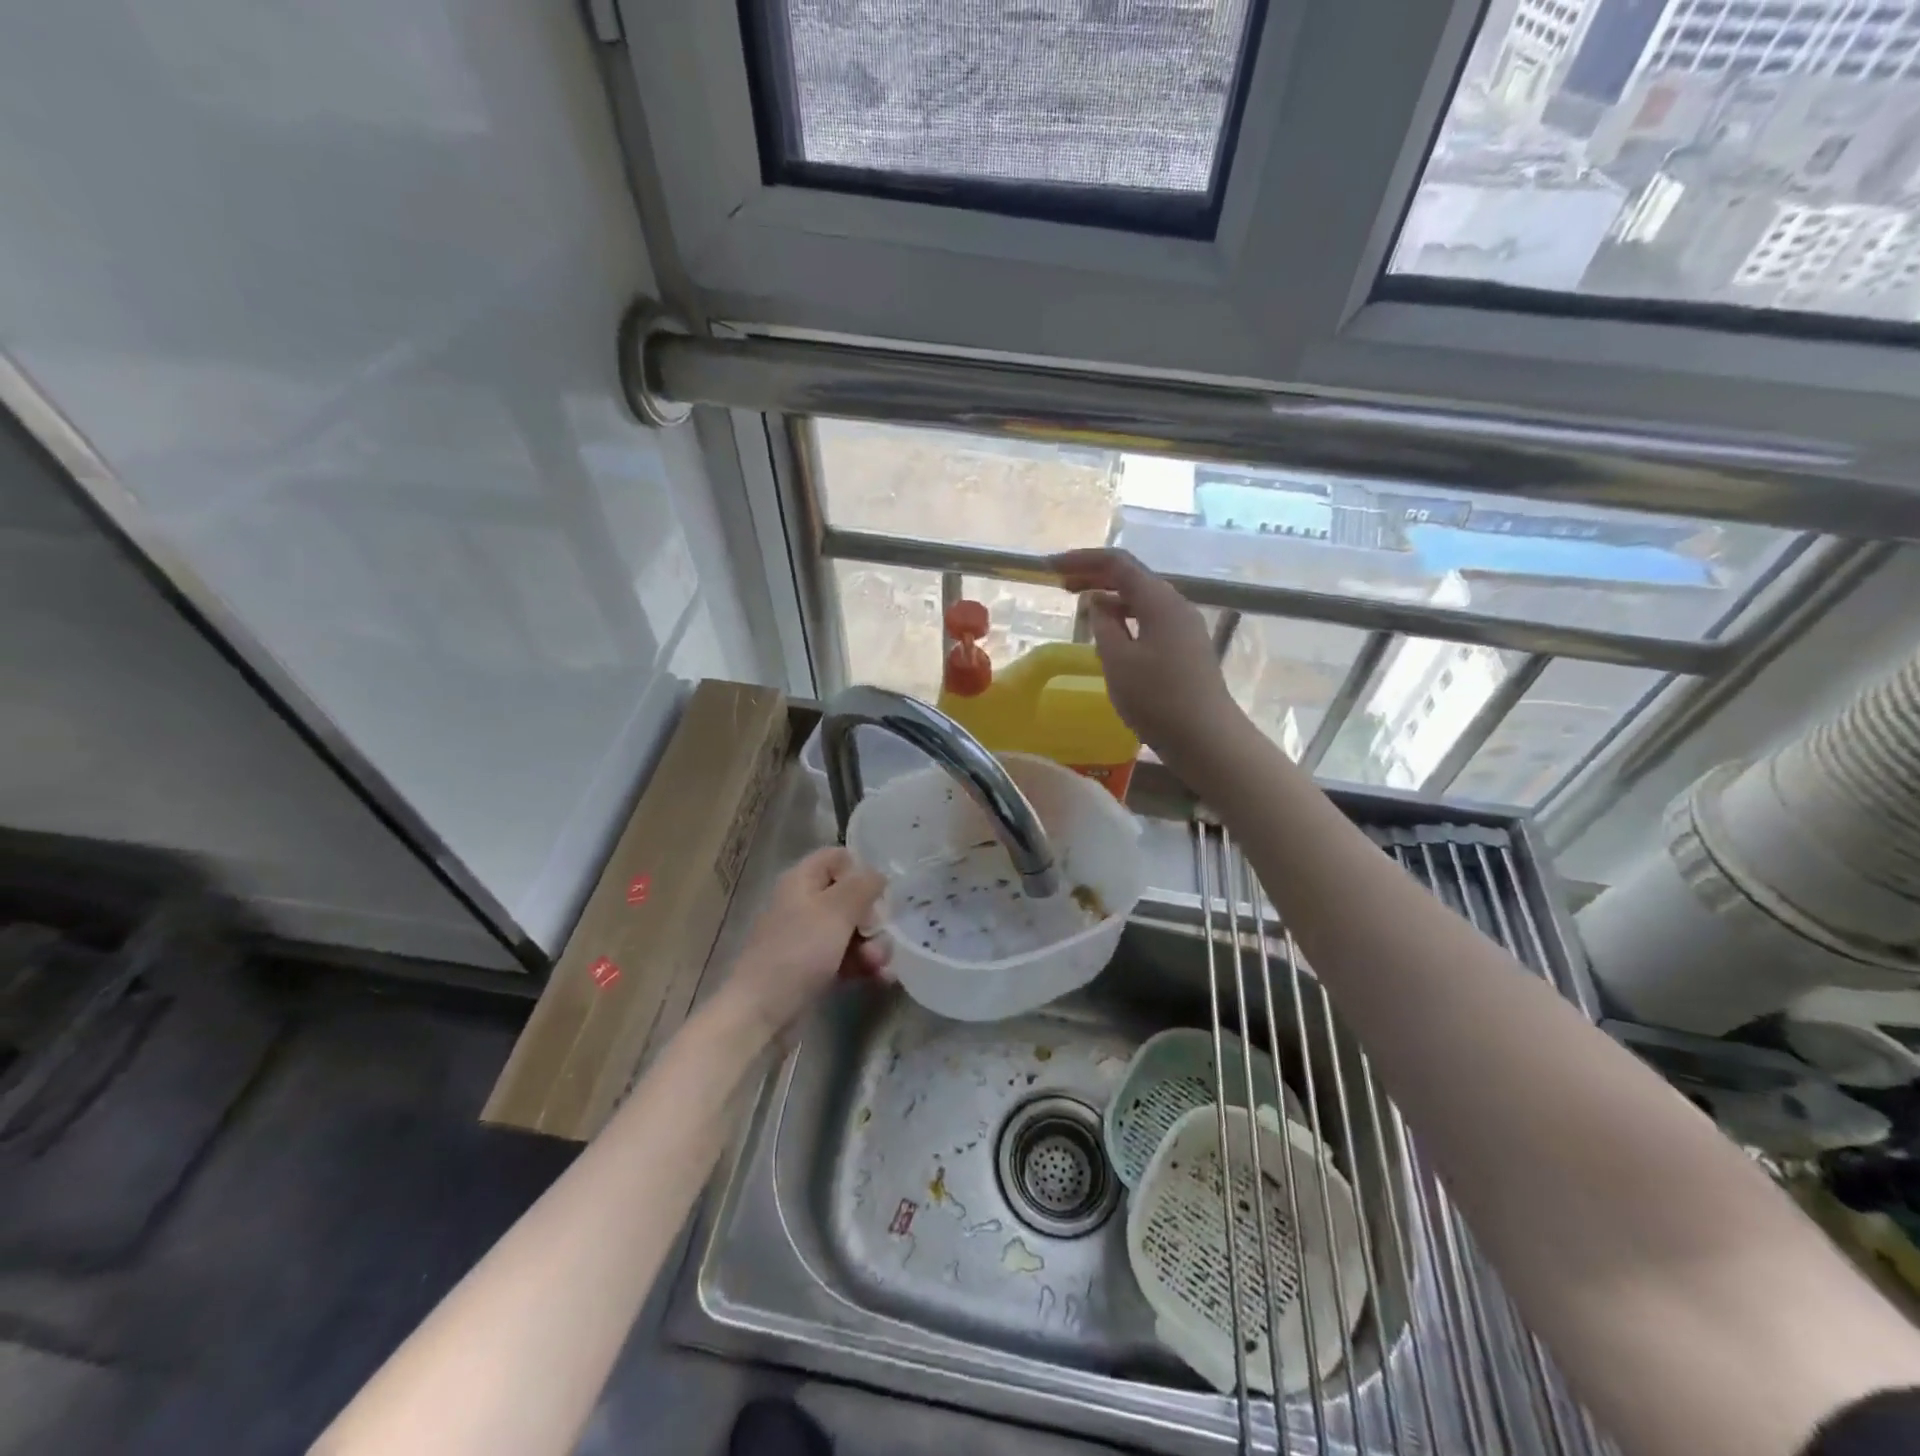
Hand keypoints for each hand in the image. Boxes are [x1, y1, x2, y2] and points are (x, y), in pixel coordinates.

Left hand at [723, 847, 888, 1035]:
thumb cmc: (798, 952)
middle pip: (850, 897)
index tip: (876, 894)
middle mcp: (804, 903)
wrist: (762, 1012)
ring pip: (851, 930)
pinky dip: (863, 965)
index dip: (860, 871)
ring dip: (872, 945)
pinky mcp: (812, 967)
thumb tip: (878, 875)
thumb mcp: (836, 911)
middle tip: (878, 936)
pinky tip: (881, 978)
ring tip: (879, 966)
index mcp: (802, 880)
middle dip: (872, 918)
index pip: (837, 858)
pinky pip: (846, 957)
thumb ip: (862, 886)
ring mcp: (807, 937)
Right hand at [1050, 548, 1241, 762]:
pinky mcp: (1185, 648)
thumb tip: (1098, 602)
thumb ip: (1103, 625)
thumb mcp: (1118, 661)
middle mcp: (1175, 605)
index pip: (1117, 563)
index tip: (1050, 566)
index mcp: (1159, 601)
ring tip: (1081, 607)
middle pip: (1131, 577)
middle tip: (1060, 584)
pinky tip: (1110, 635)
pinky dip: (1125, 618)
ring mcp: (1184, 627)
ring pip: (1141, 599)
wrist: (1207, 739)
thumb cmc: (1158, 699)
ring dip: (1110, 597)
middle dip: (1094, 575)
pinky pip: (1149, 620)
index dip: (1081, 560)